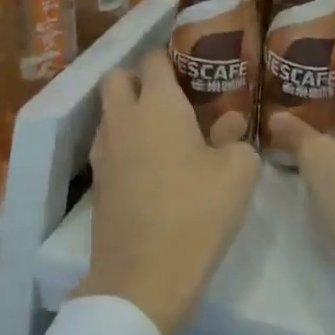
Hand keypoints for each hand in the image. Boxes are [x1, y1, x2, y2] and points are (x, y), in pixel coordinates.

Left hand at [73, 50, 261, 334]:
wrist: (143, 278)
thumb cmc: (197, 213)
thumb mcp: (238, 172)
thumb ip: (236, 138)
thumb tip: (229, 125)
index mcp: (158, 104)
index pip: (153, 59)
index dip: (170, 56)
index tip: (191, 65)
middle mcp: (124, 118)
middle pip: (117, 78)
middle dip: (138, 77)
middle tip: (171, 94)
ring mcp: (104, 151)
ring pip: (109, 112)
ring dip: (129, 111)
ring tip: (163, 131)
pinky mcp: (97, 183)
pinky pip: (108, 145)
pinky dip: (125, 143)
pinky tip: (151, 164)